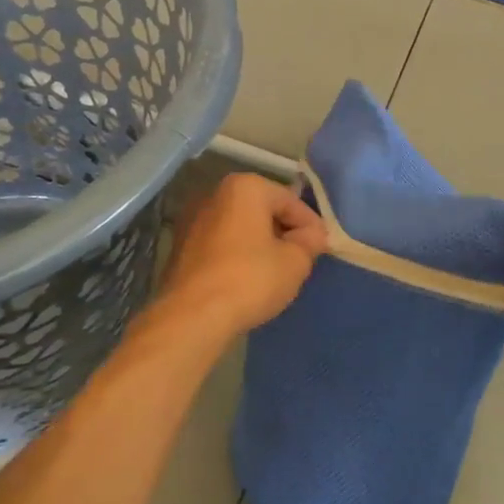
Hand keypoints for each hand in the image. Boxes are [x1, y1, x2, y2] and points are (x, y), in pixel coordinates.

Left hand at [155, 172, 328, 341]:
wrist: (193, 315)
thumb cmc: (250, 279)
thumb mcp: (295, 262)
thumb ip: (309, 242)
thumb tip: (312, 235)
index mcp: (245, 187)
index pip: (290, 200)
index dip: (311, 224)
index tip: (323, 246)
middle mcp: (215, 194)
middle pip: (262, 210)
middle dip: (284, 231)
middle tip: (302, 258)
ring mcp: (193, 220)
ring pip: (240, 227)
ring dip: (260, 243)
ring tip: (277, 271)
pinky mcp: (181, 247)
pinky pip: (221, 244)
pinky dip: (238, 255)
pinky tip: (248, 279)